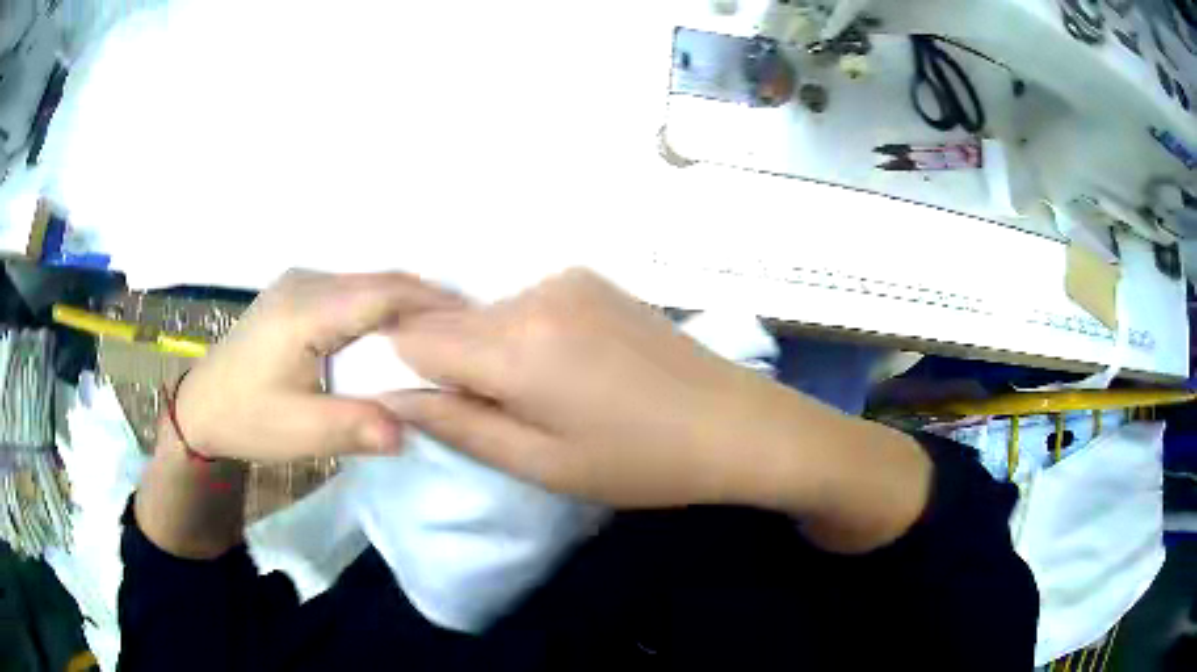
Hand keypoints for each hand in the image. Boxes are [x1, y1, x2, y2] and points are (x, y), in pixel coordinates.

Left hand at [172, 270, 461, 462]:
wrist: (201, 406)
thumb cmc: (246, 418)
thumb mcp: (299, 433)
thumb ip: (356, 428)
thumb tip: (413, 428)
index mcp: (305, 310)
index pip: (383, 293)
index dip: (433, 304)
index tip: (475, 325)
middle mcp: (306, 282)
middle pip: (381, 283)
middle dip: (428, 304)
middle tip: (468, 335)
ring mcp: (301, 283)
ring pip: (369, 285)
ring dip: (407, 307)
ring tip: (441, 337)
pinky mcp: (299, 294)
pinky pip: (353, 293)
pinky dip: (383, 310)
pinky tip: (397, 336)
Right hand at [384, 268, 800, 507]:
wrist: (733, 423)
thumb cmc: (639, 461)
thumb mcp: (541, 463)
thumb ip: (458, 425)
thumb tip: (395, 396)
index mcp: (516, 343)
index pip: (413, 337)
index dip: (401, 368)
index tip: (419, 403)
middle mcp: (533, 292)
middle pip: (448, 320)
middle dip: (445, 363)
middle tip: (485, 412)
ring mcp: (566, 278)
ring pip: (486, 312)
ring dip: (486, 351)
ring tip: (537, 398)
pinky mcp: (591, 279)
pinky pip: (525, 304)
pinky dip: (520, 335)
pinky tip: (565, 370)